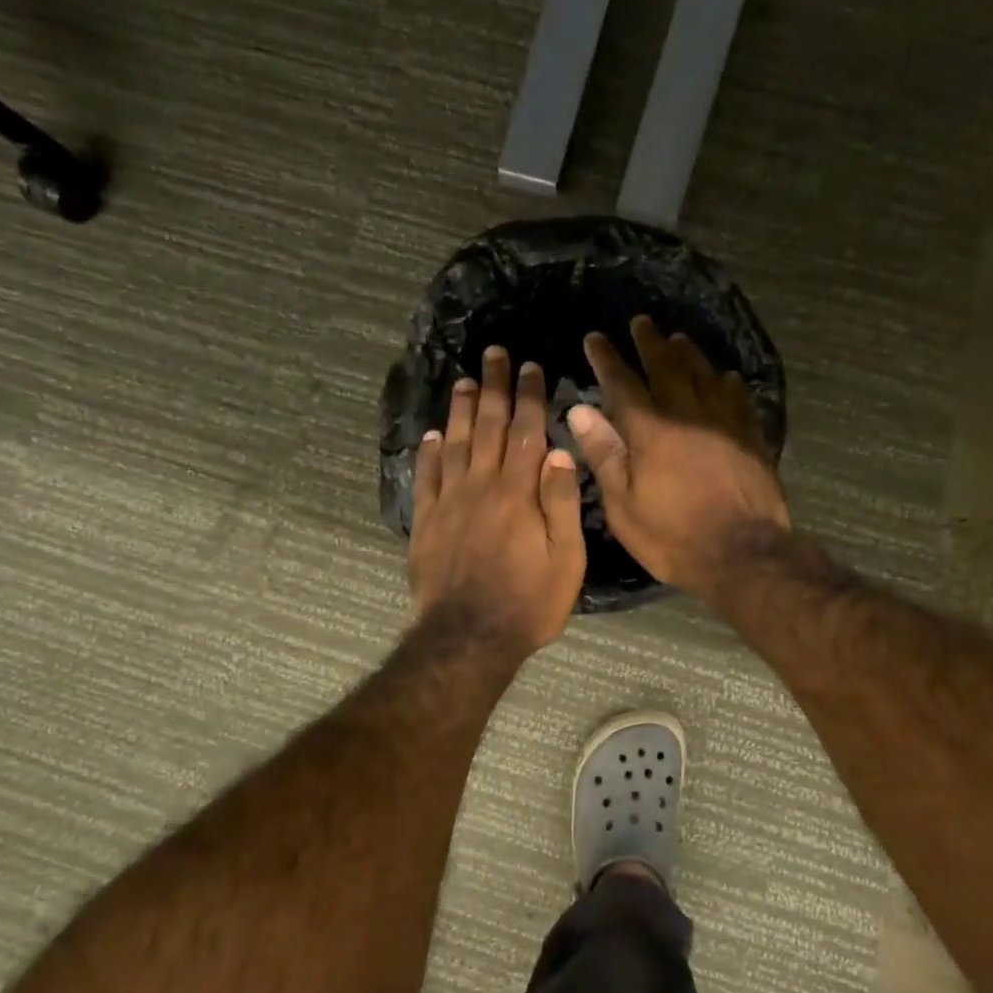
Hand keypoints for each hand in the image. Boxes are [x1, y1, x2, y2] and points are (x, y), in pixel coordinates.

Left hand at [410, 346, 586, 654]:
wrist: (469, 638)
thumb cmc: (529, 602)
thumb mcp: (566, 558)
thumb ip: (562, 502)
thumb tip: (559, 451)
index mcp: (518, 492)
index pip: (525, 431)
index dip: (529, 396)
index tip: (531, 366)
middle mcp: (481, 486)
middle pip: (487, 426)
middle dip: (493, 388)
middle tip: (493, 354)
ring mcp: (449, 503)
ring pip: (453, 444)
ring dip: (458, 410)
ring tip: (463, 381)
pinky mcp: (426, 523)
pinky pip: (426, 478)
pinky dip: (427, 453)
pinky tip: (430, 435)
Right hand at [568, 317, 789, 600]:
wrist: (744, 554)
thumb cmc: (673, 536)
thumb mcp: (623, 505)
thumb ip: (604, 454)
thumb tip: (580, 410)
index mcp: (651, 431)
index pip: (623, 383)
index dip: (607, 359)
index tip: (595, 338)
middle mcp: (688, 414)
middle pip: (668, 367)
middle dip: (650, 342)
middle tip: (641, 322)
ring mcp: (725, 423)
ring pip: (706, 374)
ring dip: (688, 353)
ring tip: (678, 339)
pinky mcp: (752, 437)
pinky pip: (739, 398)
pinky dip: (728, 382)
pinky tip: (726, 377)